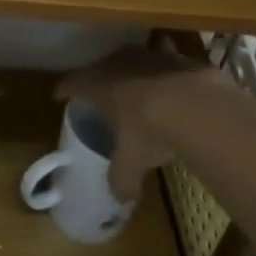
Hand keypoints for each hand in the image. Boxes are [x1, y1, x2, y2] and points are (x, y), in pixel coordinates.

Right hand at [56, 37, 234, 201]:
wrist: (197, 104)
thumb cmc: (150, 130)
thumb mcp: (133, 160)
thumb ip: (123, 178)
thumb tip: (121, 199)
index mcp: (98, 86)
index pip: (72, 83)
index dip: (64, 89)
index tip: (59, 95)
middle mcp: (117, 64)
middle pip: (99, 67)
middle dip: (96, 78)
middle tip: (96, 92)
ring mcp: (147, 56)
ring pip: (130, 60)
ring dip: (128, 70)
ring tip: (130, 83)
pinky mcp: (175, 56)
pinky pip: (162, 57)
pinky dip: (161, 65)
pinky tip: (166, 72)